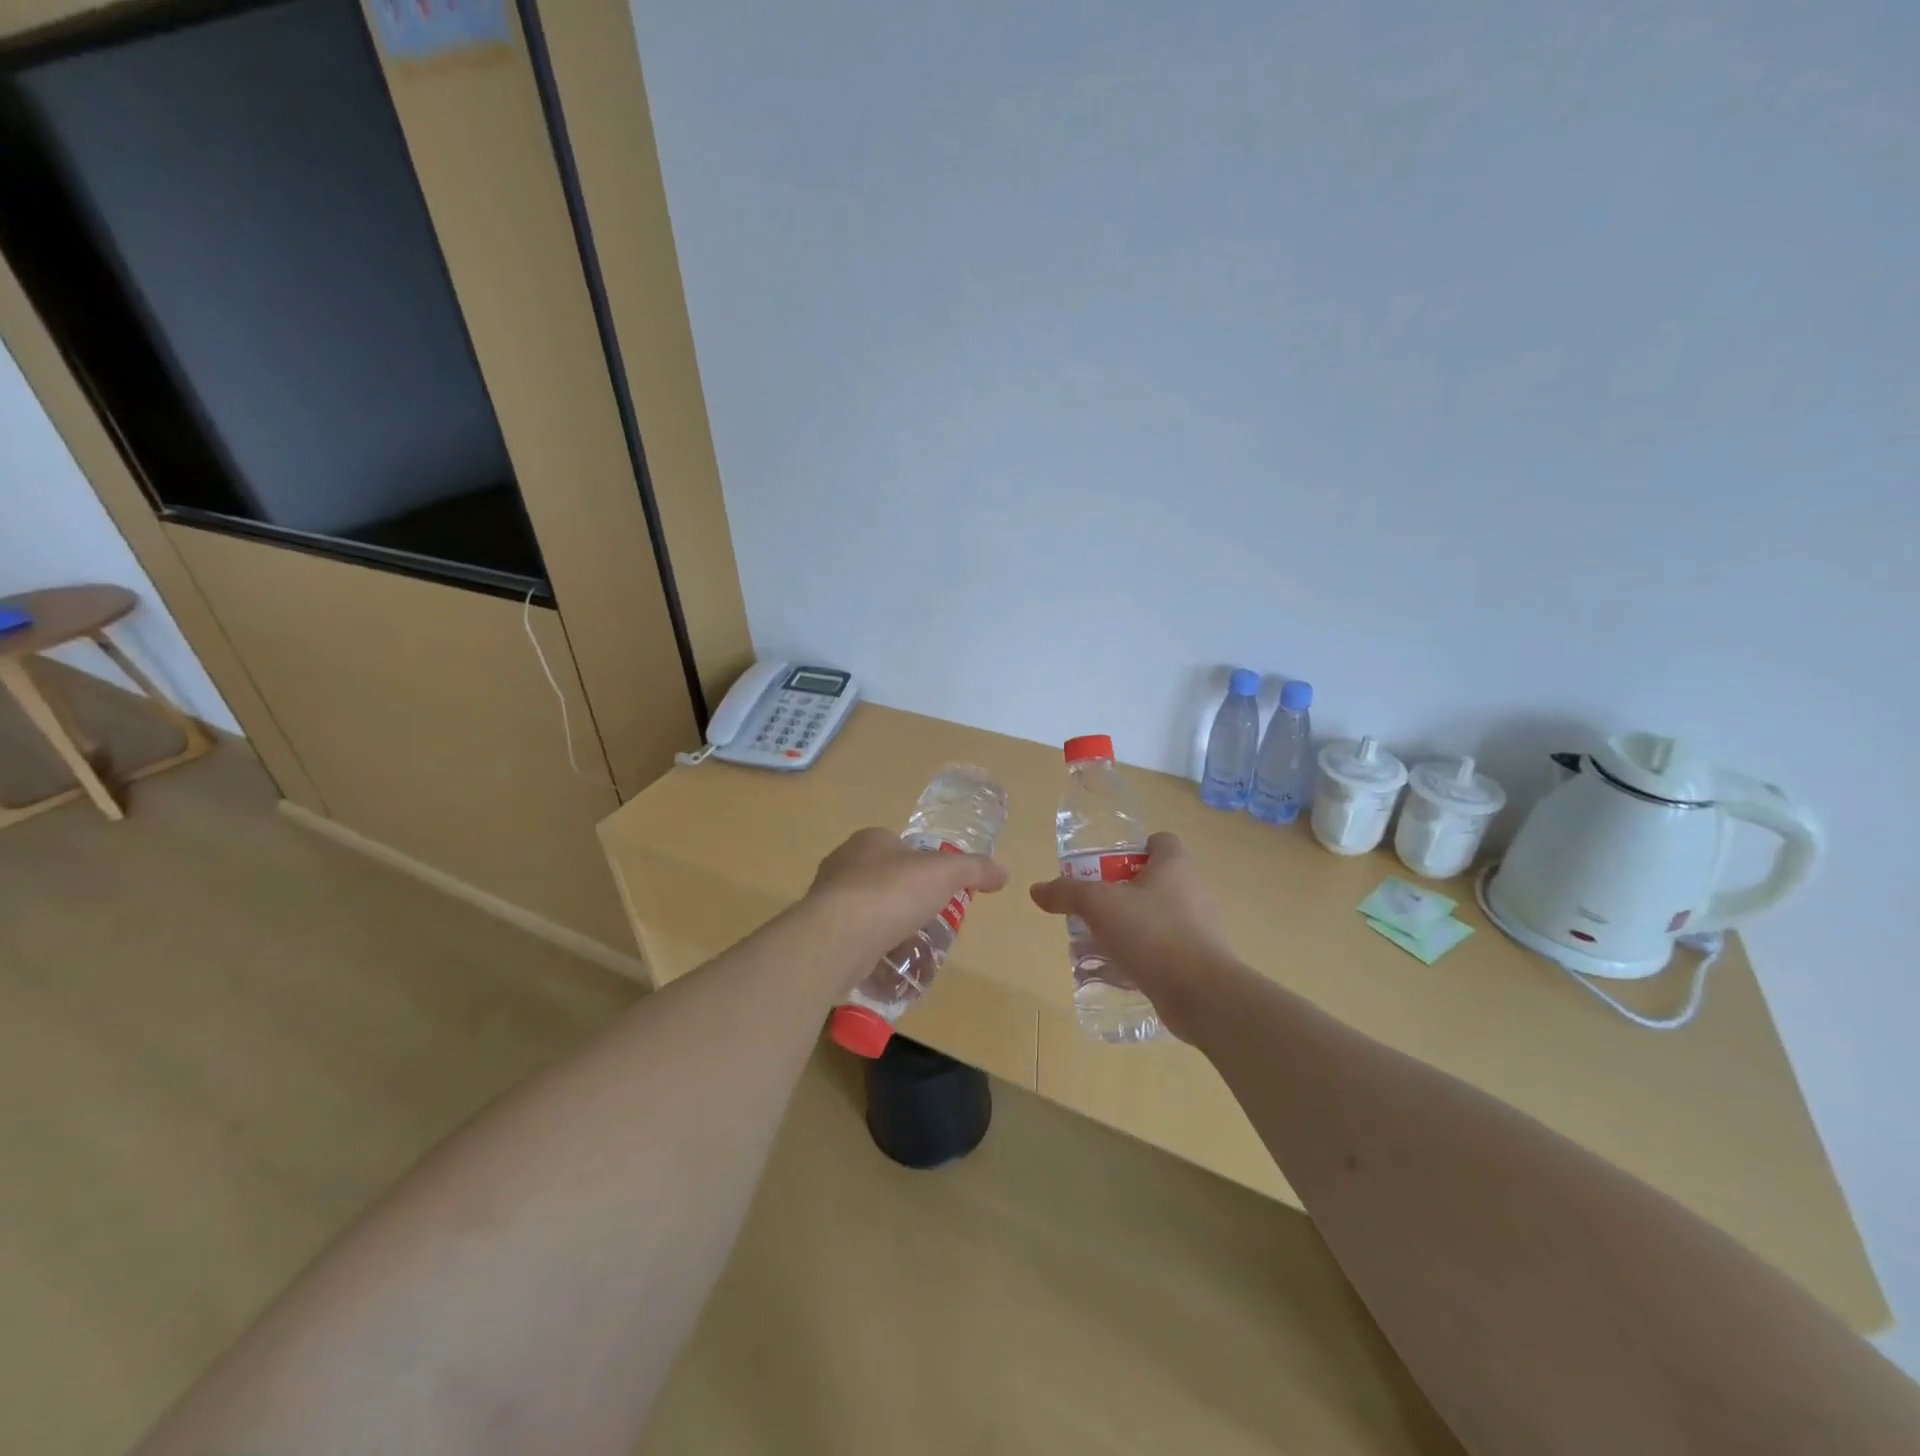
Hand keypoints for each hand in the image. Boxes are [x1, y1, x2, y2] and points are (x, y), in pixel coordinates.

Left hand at [806, 827, 1008, 981]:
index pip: (900, 846)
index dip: (922, 865)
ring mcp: (827, 897)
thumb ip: (975, 869)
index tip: (939, 889)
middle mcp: (843, 862)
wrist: (839, 936)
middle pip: (883, 876)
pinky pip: (852, 936)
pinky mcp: (820, 931)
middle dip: (904, 897)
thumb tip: (1004, 873)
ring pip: (866, 907)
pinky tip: (885, 962)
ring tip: (910, 944)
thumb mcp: (945, 873)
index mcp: (870, 839)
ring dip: (886, 923)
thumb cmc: (893, 892)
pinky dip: (869, 946)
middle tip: (928, 919)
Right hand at [1028, 832, 1238, 1040]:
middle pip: (1151, 882)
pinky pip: (1161, 951)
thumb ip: (1067, 893)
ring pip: (1154, 919)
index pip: (1159, 842)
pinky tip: (1114, 972)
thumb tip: (1036, 889)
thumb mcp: (1099, 905)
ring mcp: (1198, 928)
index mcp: (1175, 866)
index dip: (1133, 849)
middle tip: (1091, 909)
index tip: (1106, 868)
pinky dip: (1138, 957)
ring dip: (1126, 929)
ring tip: (1095, 944)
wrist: (1201, 994)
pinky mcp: (1197, 960)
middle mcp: (1192, 890)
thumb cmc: (1152, 933)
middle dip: (1119, 895)